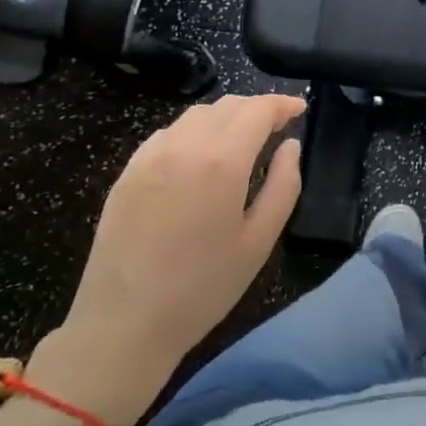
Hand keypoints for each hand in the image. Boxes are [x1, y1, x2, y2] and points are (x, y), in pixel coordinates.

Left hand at [32, 94, 304, 416]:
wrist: (125, 322)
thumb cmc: (203, 287)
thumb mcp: (259, 241)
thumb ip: (283, 185)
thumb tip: (290, 146)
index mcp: (222, 161)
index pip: (258, 110)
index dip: (282, 104)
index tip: (300, 109)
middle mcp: (184, 145)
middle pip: (227, 105)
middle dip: (257, 108)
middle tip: (277, 126)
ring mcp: (150, 155)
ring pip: (196, 115)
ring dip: (226, 117)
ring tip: (242, 140)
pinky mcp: (128, 170)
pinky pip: (168, 133)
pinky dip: (194, 132)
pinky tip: (200, 158)